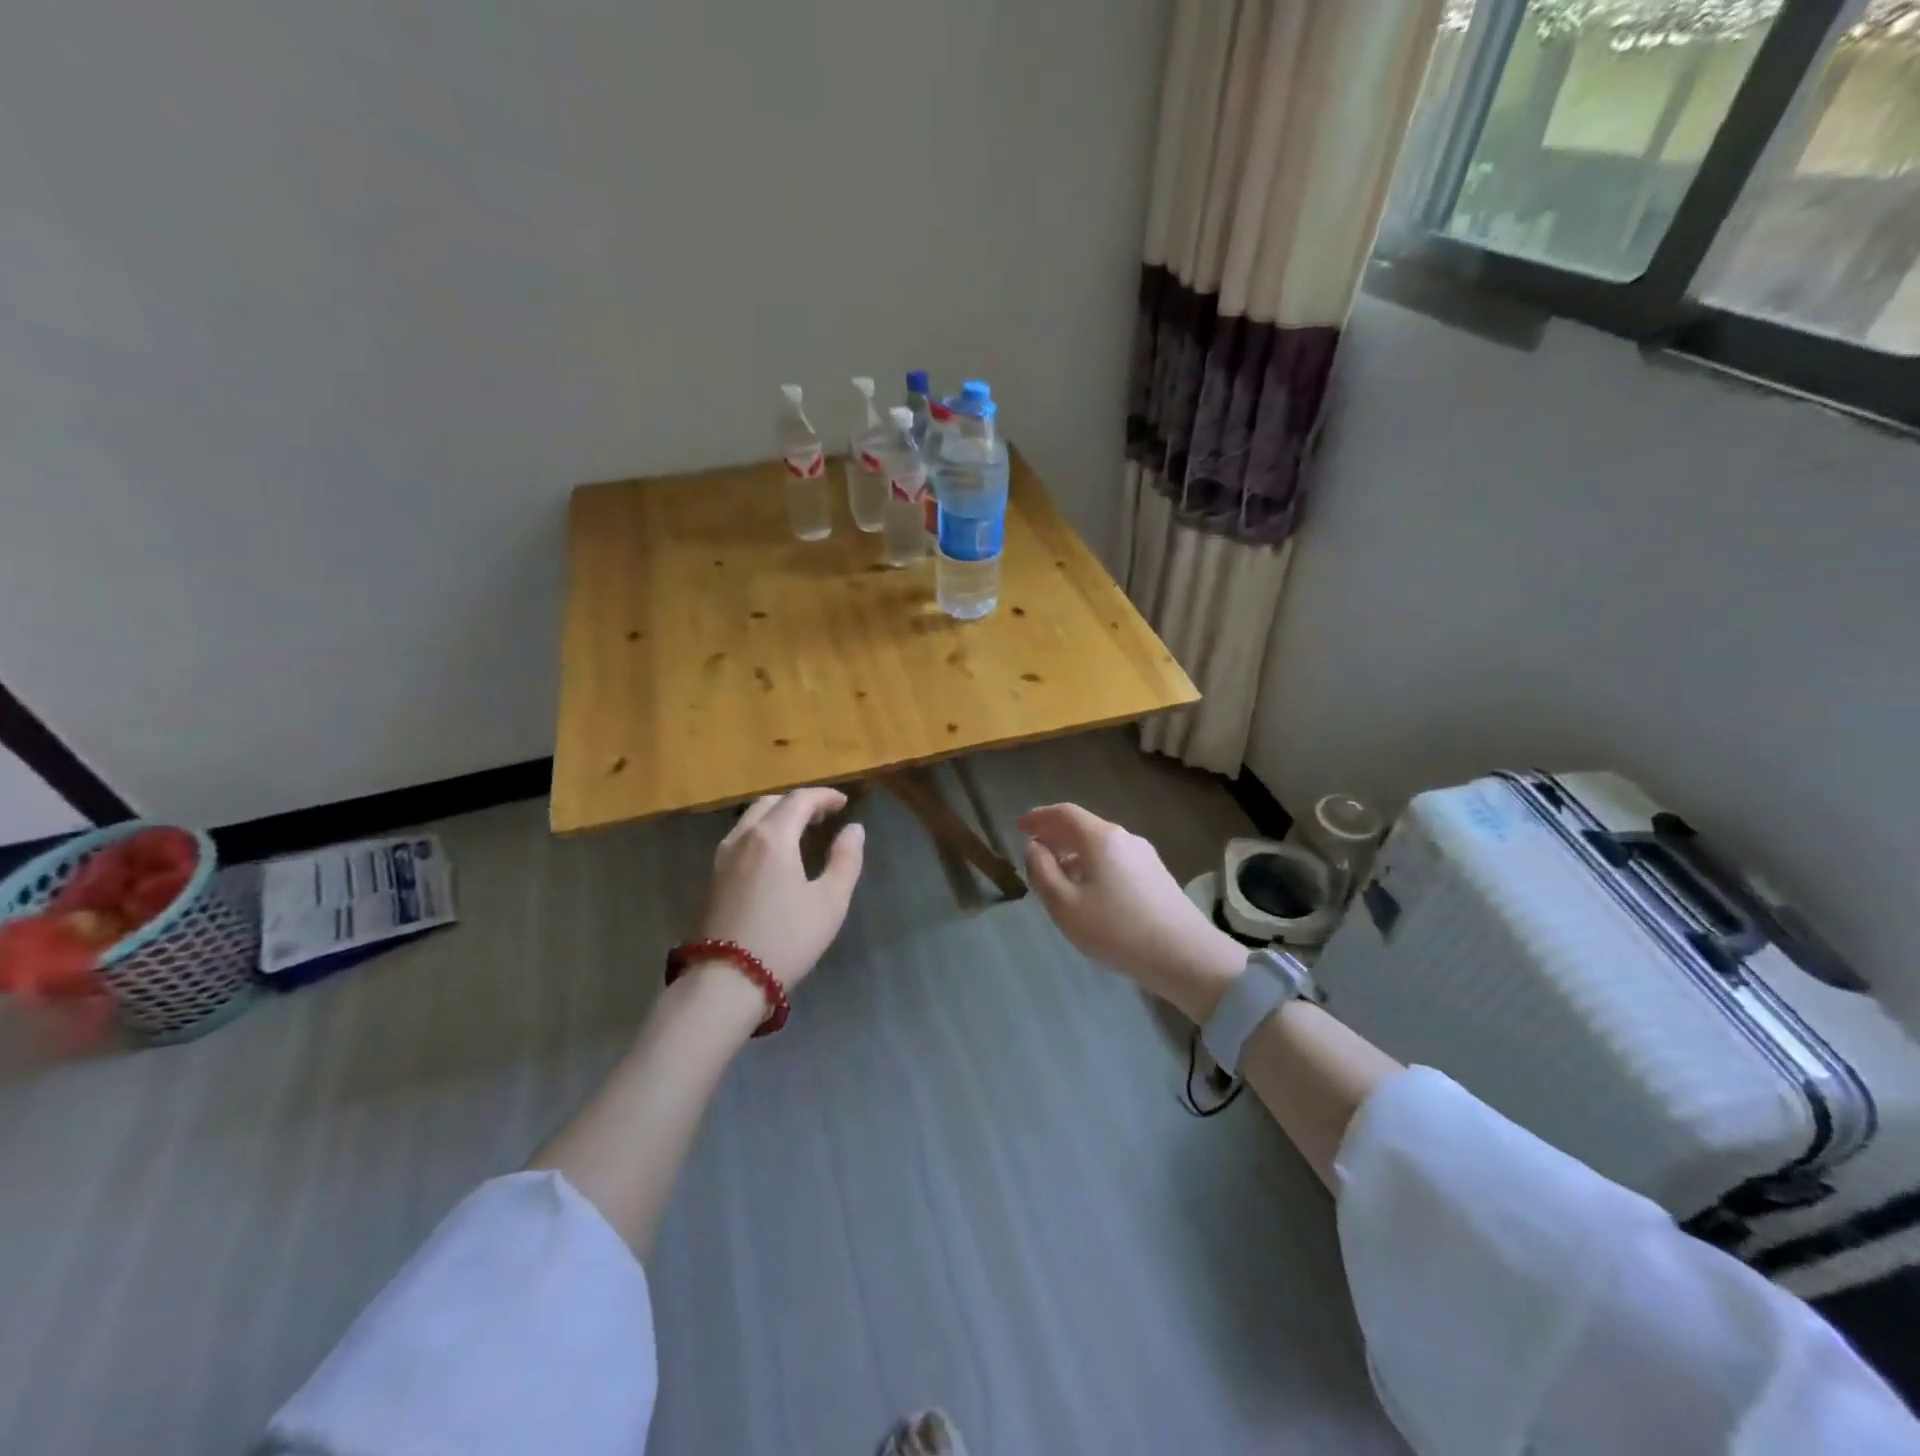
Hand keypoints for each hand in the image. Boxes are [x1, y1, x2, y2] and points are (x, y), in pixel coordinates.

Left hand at [699, 787, 865, 989]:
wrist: (727, 980)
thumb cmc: (786, 938)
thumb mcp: (830, 901)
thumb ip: (846, 860)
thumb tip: (854, 829)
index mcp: (772, 837)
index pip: (799, 799)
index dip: (824, 796)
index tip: (844, 803)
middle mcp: (743, 838)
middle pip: (771, 803)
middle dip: (799, 803)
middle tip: (823, 816)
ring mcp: (722, 858)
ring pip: (750, 819)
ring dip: (777, 816)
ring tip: (800, 833)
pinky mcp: (713, 878)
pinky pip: (740, 838)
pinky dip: (761, 833)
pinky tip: (774, 856)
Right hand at [1018, 803, 1243, 1022]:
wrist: (1186, 956)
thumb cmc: (1117, 930)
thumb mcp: (1065, 906)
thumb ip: (1043, 872)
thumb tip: (1035, 847)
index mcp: (1101, 838)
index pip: (1064, 813)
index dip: (1039, 817)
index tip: (1020, 826)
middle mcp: (1124, 838)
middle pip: (1083, 826)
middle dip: (1055, 834)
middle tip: (1033, 848)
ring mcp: (1144, 855)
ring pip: (1100, 844)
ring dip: (1073, 851)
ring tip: (1056, 873)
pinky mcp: (1156, 875)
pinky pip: (1114, 858)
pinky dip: (1092, 863)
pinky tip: (1088, 889)